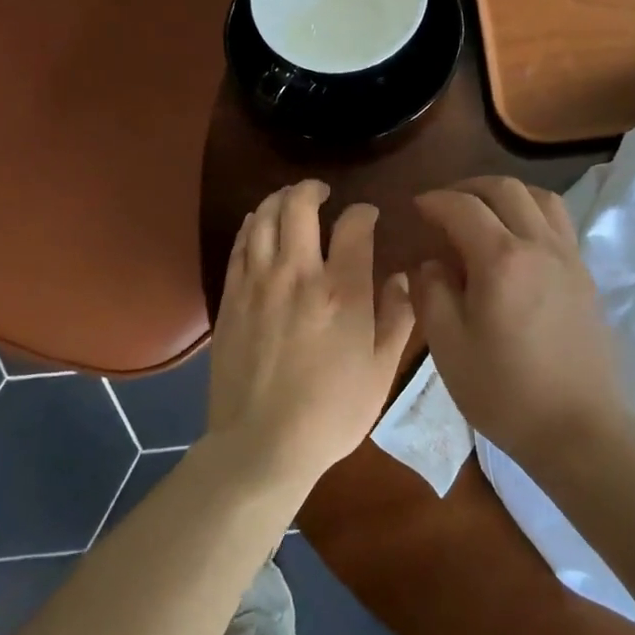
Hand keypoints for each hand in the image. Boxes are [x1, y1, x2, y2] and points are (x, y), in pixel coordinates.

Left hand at [207, 180, 416, 493]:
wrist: (261, 445)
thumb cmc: (332, 411)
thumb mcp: (382, 370)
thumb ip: (398, 317)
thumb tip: (403, 278)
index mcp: (343, 291)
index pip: (354, 225)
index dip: (364, 212)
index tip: (368, 217)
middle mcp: (299, 274)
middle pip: (298, 206)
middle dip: (312, 188)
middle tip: (322, 192)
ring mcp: (259, 283)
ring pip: (263, 217)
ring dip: (278, 199)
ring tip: (290, 201)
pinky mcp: (232, 297)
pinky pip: (240, 244)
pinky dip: (252, 224)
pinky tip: (259, 224)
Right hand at [411, 177, 632, 470]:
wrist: (581, 429)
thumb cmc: (507, 394)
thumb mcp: (449, 349)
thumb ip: (432, 295)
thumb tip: (431, 263)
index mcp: (502, 260)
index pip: (463, 207)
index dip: (435, 201)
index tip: (417, 207)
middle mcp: (539, 245)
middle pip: (505, 189)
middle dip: (469, 187)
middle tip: (446, 204)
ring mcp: (569, 257)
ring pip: (540, 197)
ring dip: (507, 194)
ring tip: (485, 212)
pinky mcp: (586, 275)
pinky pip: (559, 222)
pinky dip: (533, 212)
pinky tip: (518, 241)